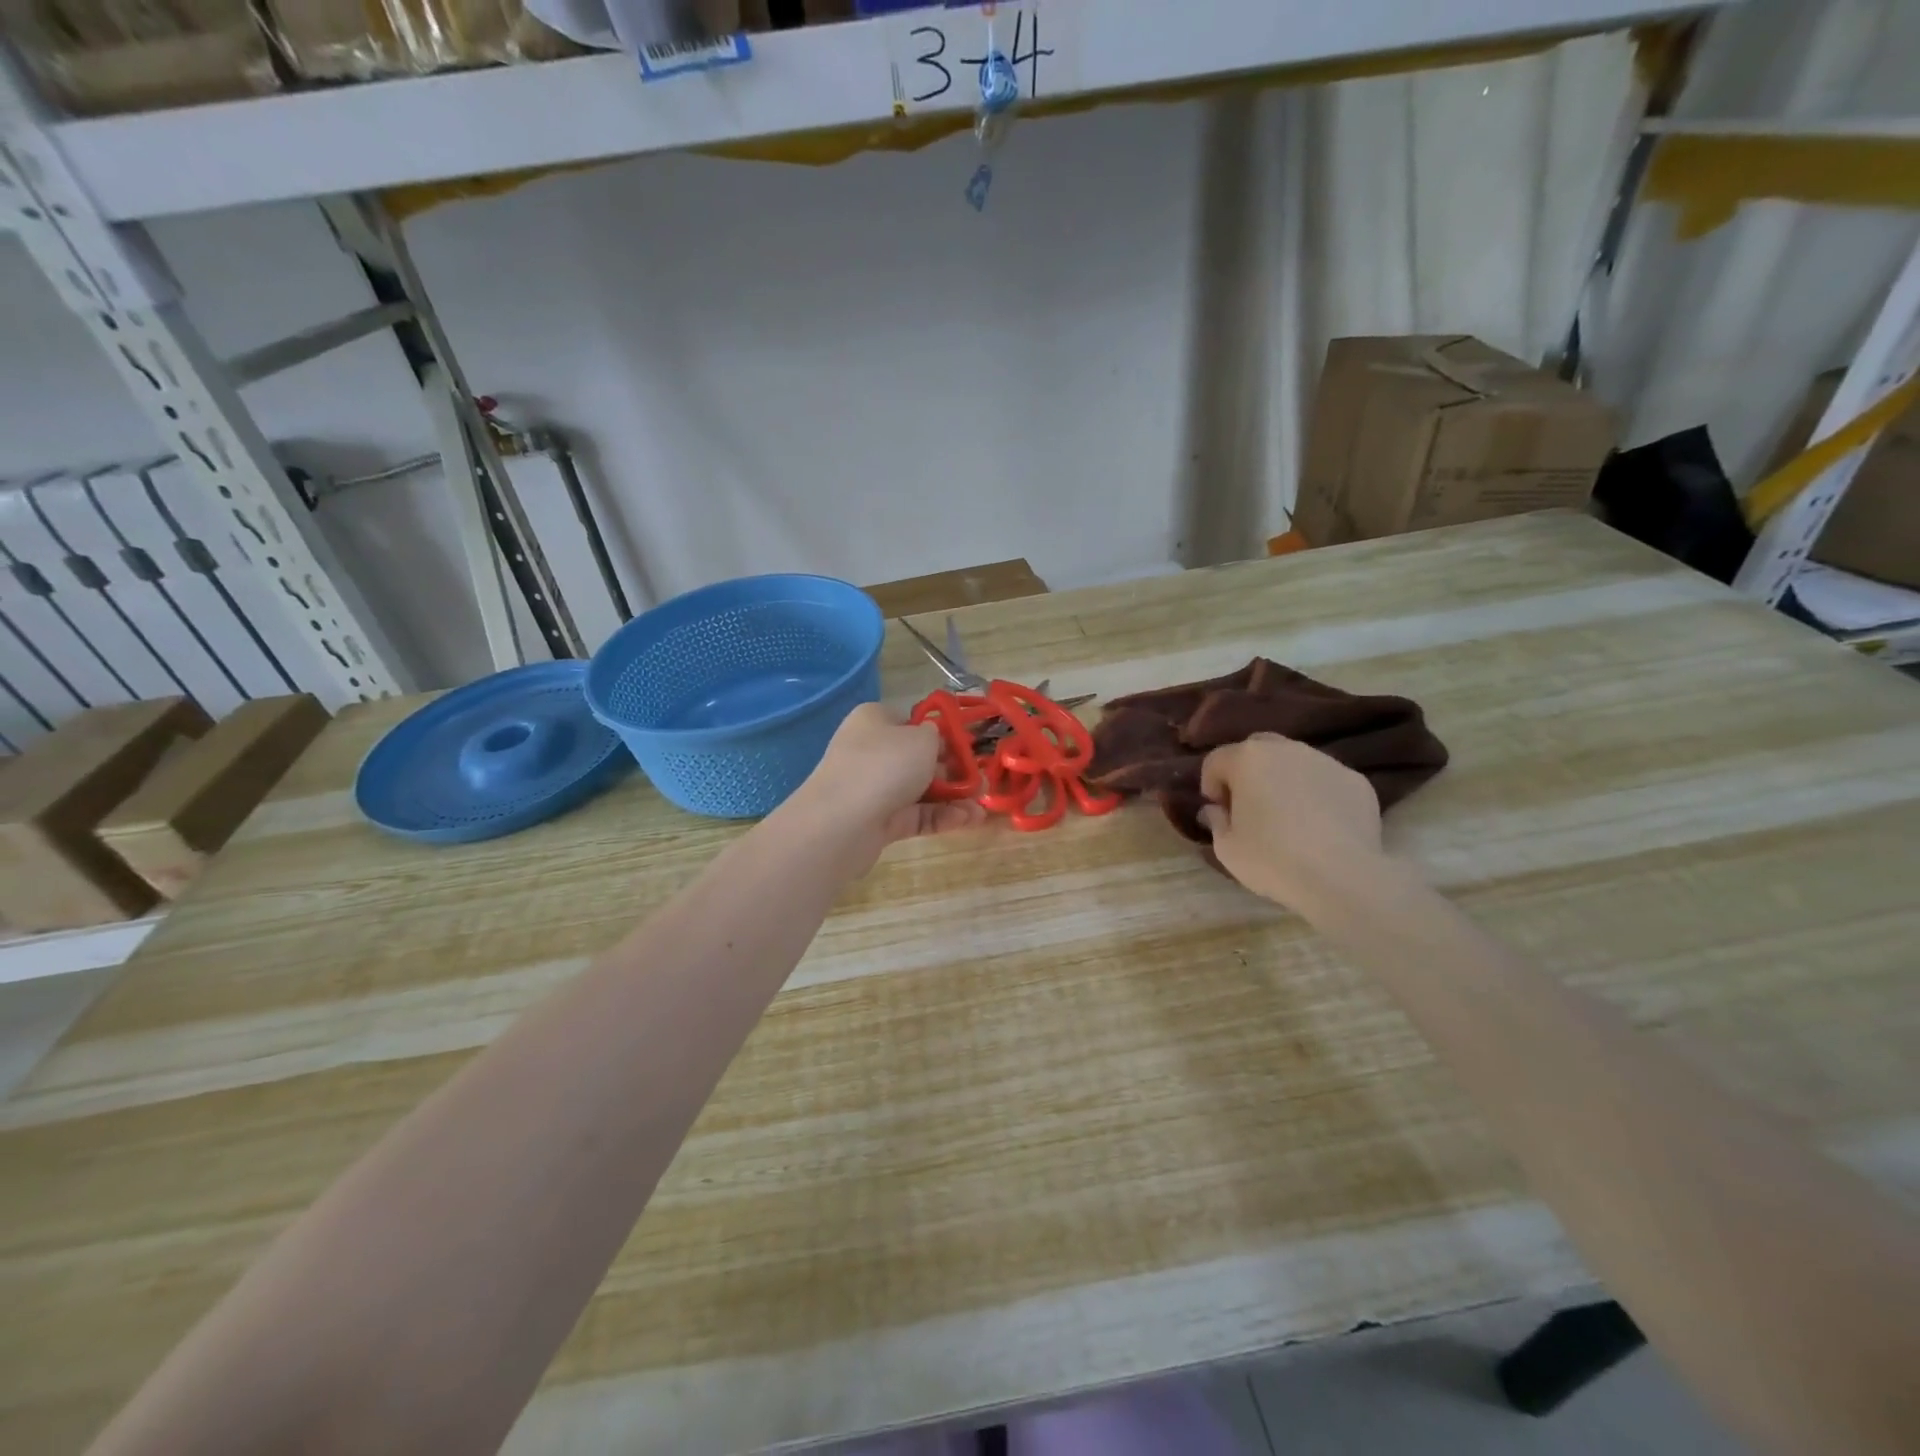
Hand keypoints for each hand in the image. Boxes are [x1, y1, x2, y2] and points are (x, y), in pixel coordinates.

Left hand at [788, 704, 987, 871]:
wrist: (843, 823)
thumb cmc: (886, 765)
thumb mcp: (922, 739)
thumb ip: (936, 736)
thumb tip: (933, 740)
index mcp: (874, 721)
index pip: (910, 722)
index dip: (940, 734)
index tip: (967, 746)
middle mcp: (870, 751)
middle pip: (918, 758)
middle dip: (952, 770)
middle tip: (980, 780)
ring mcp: (872, 788)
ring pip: (920, 789)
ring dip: (952, 797)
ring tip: (982, 806)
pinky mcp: (878, 821)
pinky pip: (916, 815)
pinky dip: (941, 816)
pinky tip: (968, 820)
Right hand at [1199, 734, 1385, 907]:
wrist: (1340, 876)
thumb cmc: (1271, 859)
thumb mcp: (1226, 847)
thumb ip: (1216, 820)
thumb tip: (1216, 810)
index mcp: (1247, 759)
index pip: (1216, 760)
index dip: (1210, 784)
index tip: (1218, 810)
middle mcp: (1286, 749)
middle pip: (1257, 749)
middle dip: (1248, 771)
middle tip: (1249, 805)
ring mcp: (1325, 761)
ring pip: (1295, 762)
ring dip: (1284, 780)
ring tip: (1288, 816)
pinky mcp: (1356, 781)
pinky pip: (1326, 781)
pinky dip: (1317, 794)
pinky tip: (1321, 826)